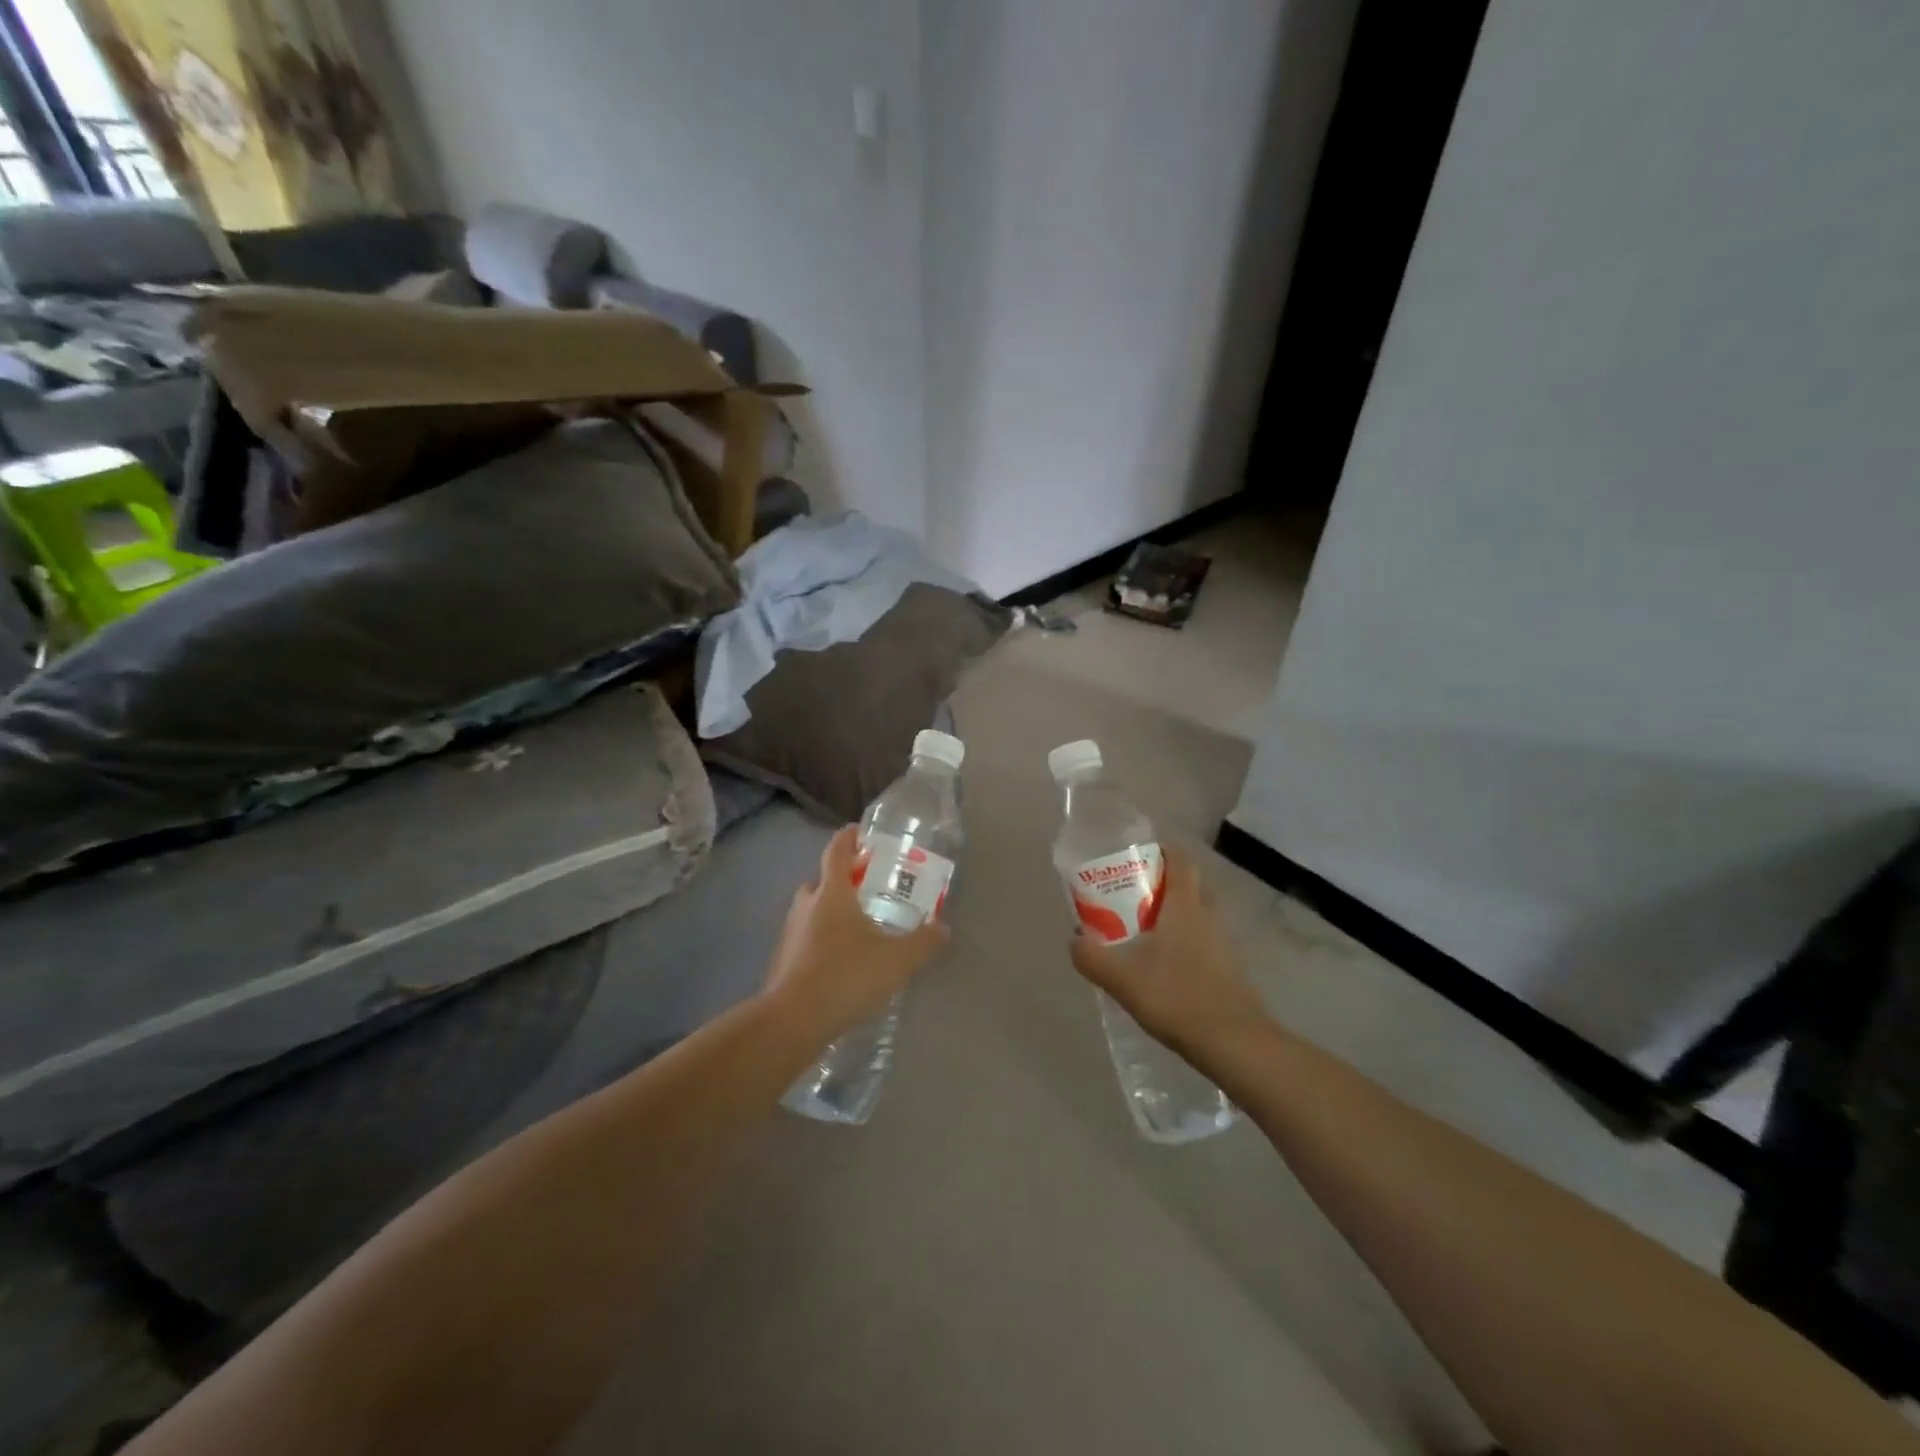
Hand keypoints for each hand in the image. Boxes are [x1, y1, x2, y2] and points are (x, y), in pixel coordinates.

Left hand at [761, 825, 948, 1042]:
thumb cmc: (846, 976)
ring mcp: (790, 933)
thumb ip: (923, 941)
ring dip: (830, 912)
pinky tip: (841, 962)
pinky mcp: (783, 961)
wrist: (793, 1021)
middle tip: (867, 888)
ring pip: (811, 911)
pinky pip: (806, 939)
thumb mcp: (897, 960)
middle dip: (842, 879)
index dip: (849, 837)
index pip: (837, 850)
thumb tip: (942, 927)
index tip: (861, 832)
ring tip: (858, 928)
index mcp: (831, 893)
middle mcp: (806, 905)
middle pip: (821, 880)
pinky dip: (821, 941)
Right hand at [1068, 844, 1266, 1057]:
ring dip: (1174, 914)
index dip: (1161, 850)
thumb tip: (1074, 940)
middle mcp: (1208, 916)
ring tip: (1143, 931)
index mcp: (1185, 905)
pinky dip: (1185, 942)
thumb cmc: (1177, 997)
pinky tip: (1164, 966)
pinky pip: (1204, 941)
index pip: (1180, 860)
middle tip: (1134, 894)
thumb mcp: (1121, 977)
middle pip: (1190, 884)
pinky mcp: (1229, 969)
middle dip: (1164, 883)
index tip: (1137, 855)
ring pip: (1198, 914)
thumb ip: (1091, 956)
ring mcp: (1224, 944)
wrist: (1234, 1043)